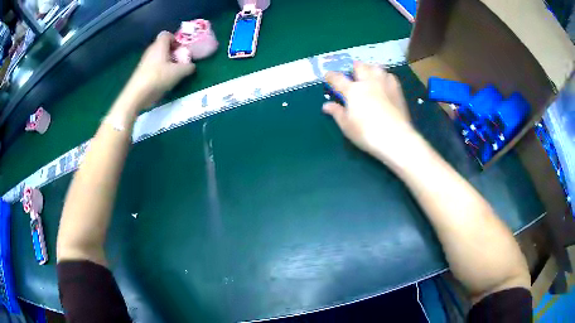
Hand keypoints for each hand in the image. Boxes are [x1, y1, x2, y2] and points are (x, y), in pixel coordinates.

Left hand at [125, 31, 195, 108]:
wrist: (137, 94)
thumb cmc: (158, 77)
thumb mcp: (179, 72)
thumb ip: (188, 67)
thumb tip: (192, 66)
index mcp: (160, 45)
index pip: (167, 35)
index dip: (176, 40)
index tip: (181, 49)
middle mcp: (151, 50)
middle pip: (163, 46)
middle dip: (173, 52)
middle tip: (180, 61)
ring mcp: (145, 61)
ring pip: (158, 57)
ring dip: (167, 62)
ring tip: (173, 72)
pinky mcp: (141, 72)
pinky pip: (153, 66)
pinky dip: (159, 70)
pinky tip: (163, 80)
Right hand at [323, 62, 416, 163]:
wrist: (395, 137)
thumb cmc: (367, 133)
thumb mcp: (347, 126)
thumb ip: (337, 113)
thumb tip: (326, 105)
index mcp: (353, 91)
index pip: (338, 79)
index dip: (331, 76)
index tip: (328, 75)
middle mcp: (368, 82)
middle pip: (360, 67)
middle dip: (354, 67)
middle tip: (353, 71)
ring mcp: (384, 84)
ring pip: (376, 67)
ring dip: (371, 68)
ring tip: (369, 73)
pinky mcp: (397, 90)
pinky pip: (390, 76)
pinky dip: (385, 76)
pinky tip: (385, 81)